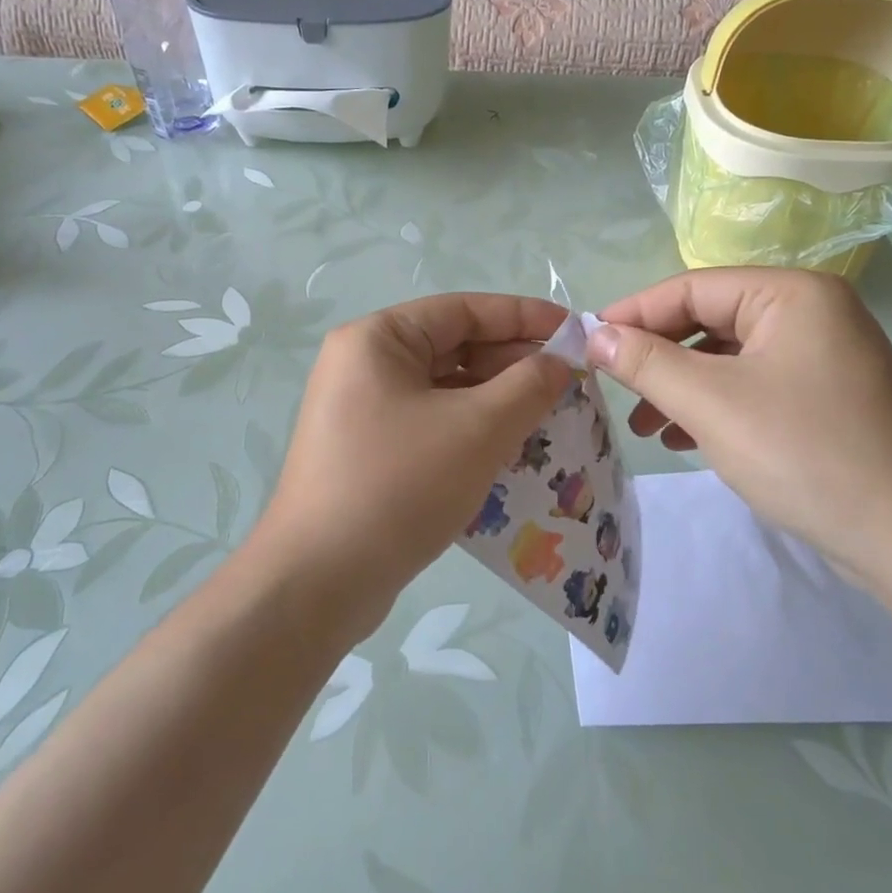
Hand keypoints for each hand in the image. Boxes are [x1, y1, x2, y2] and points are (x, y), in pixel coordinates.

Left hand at [254, 294, 573, 642]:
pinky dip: (471, 431)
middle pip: (453, 347)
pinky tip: (511, 451)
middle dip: (513, 363)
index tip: (574, 332)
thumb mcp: (477, 429)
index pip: (463, 310)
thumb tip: (559, 362)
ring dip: (497, 400)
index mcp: (377, 340)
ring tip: (551, 417)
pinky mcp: (367, 451)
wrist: (318, 582)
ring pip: (444, 390)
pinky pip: (431, 424)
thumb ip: (528, 386)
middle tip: (570, 383)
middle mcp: (363, 365)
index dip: (523, 317)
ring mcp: (361, 411)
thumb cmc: (400, 485)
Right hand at [588, 268, 891, 578]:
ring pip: (726, 357)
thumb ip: (645, 362)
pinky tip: (681, 438)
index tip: (587, 341)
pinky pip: (750, 385)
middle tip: (612, 386)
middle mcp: (809, 312)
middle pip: (709, 320)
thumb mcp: (711, 402)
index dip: (634, 313)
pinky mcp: (821, 397)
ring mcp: (819, 356)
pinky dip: (712, 406)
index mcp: (791, 293)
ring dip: (679, 385)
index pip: (692, 287)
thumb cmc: (804, 453)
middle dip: (658, 356)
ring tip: (644, 424)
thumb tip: (593, 335)